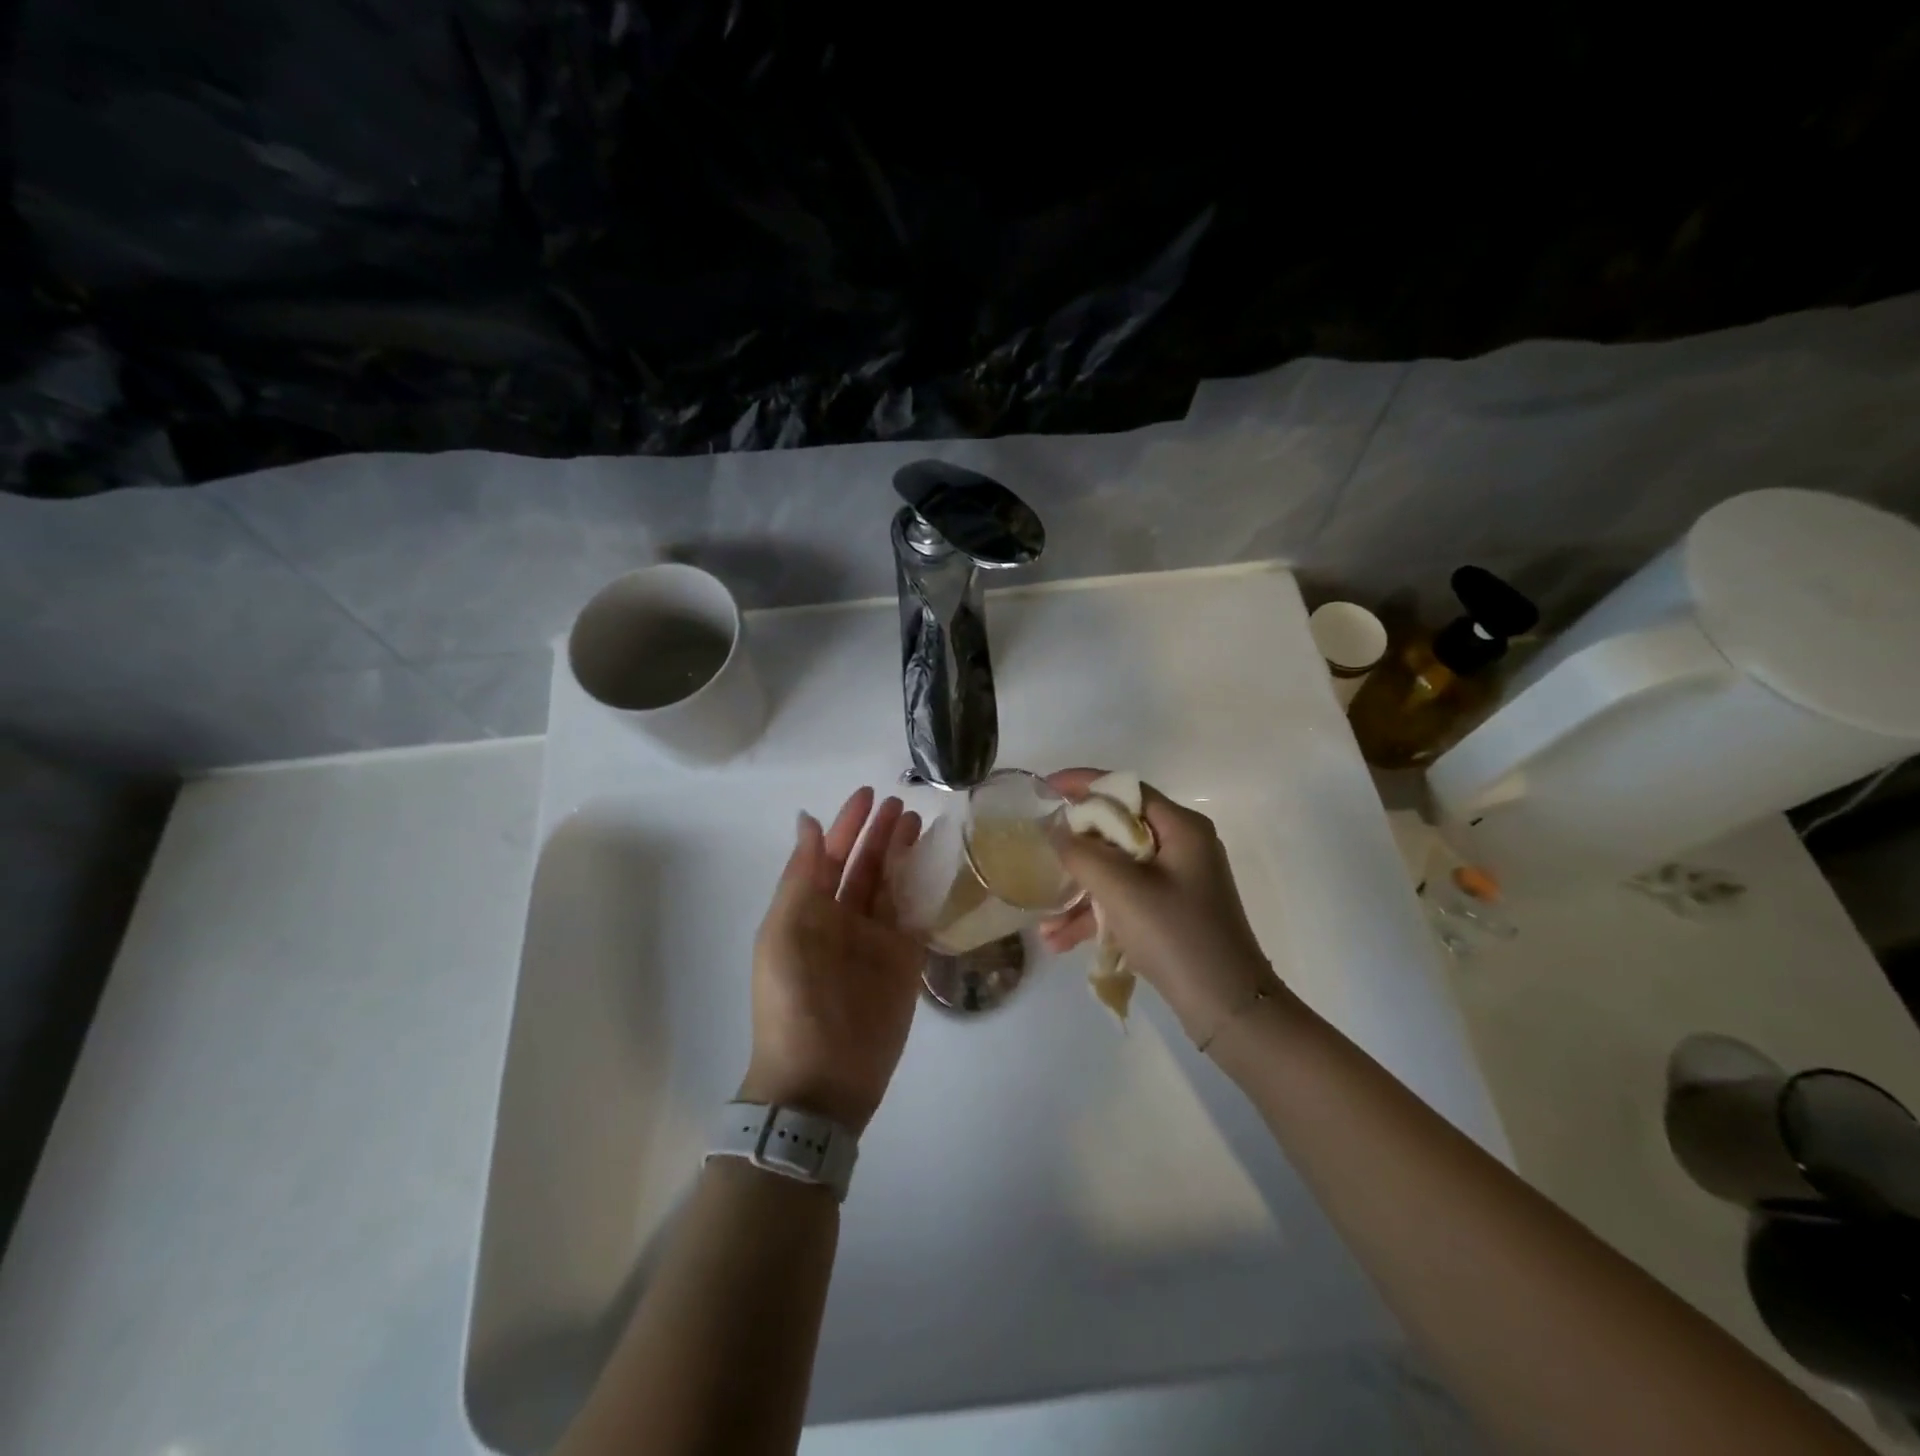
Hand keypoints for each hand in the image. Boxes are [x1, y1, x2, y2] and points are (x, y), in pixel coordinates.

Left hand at [738, 788, 924, 1133]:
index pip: (831, 855)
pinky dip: (926, 891)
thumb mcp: (785, 930)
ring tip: (922, 824)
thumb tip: (808, 822)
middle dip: (881, 834)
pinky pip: (917, 916)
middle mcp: (843, 919)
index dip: (849, 824)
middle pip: (866, 866)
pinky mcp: (905, 962)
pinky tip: (939, 867)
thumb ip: (801, 875)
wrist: (821, 1079)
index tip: (870, 795)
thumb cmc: (794, 999)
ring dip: (904, 855)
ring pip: (893, 886)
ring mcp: (876, 941)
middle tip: (904, 805)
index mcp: (808, 910)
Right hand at [1040, 769, 1282, 1045]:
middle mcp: (1182, 847)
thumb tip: (1056, 830)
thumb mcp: (1122, 890)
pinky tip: (1060, 941)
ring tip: (1043, 922)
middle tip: (1039, 856)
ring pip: (1116, 870)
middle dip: (1075, 849)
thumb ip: (1082, 853)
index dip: (1083, 784)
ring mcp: (1177, 882)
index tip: (1045, 788)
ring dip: (1079, 892)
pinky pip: (1125, 900)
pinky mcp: (1171, 913)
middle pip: (1117, 830)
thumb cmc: (1177, 936)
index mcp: (1181, 828)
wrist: (1228, 1009)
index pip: (1126, 789)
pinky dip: (1096, 915)